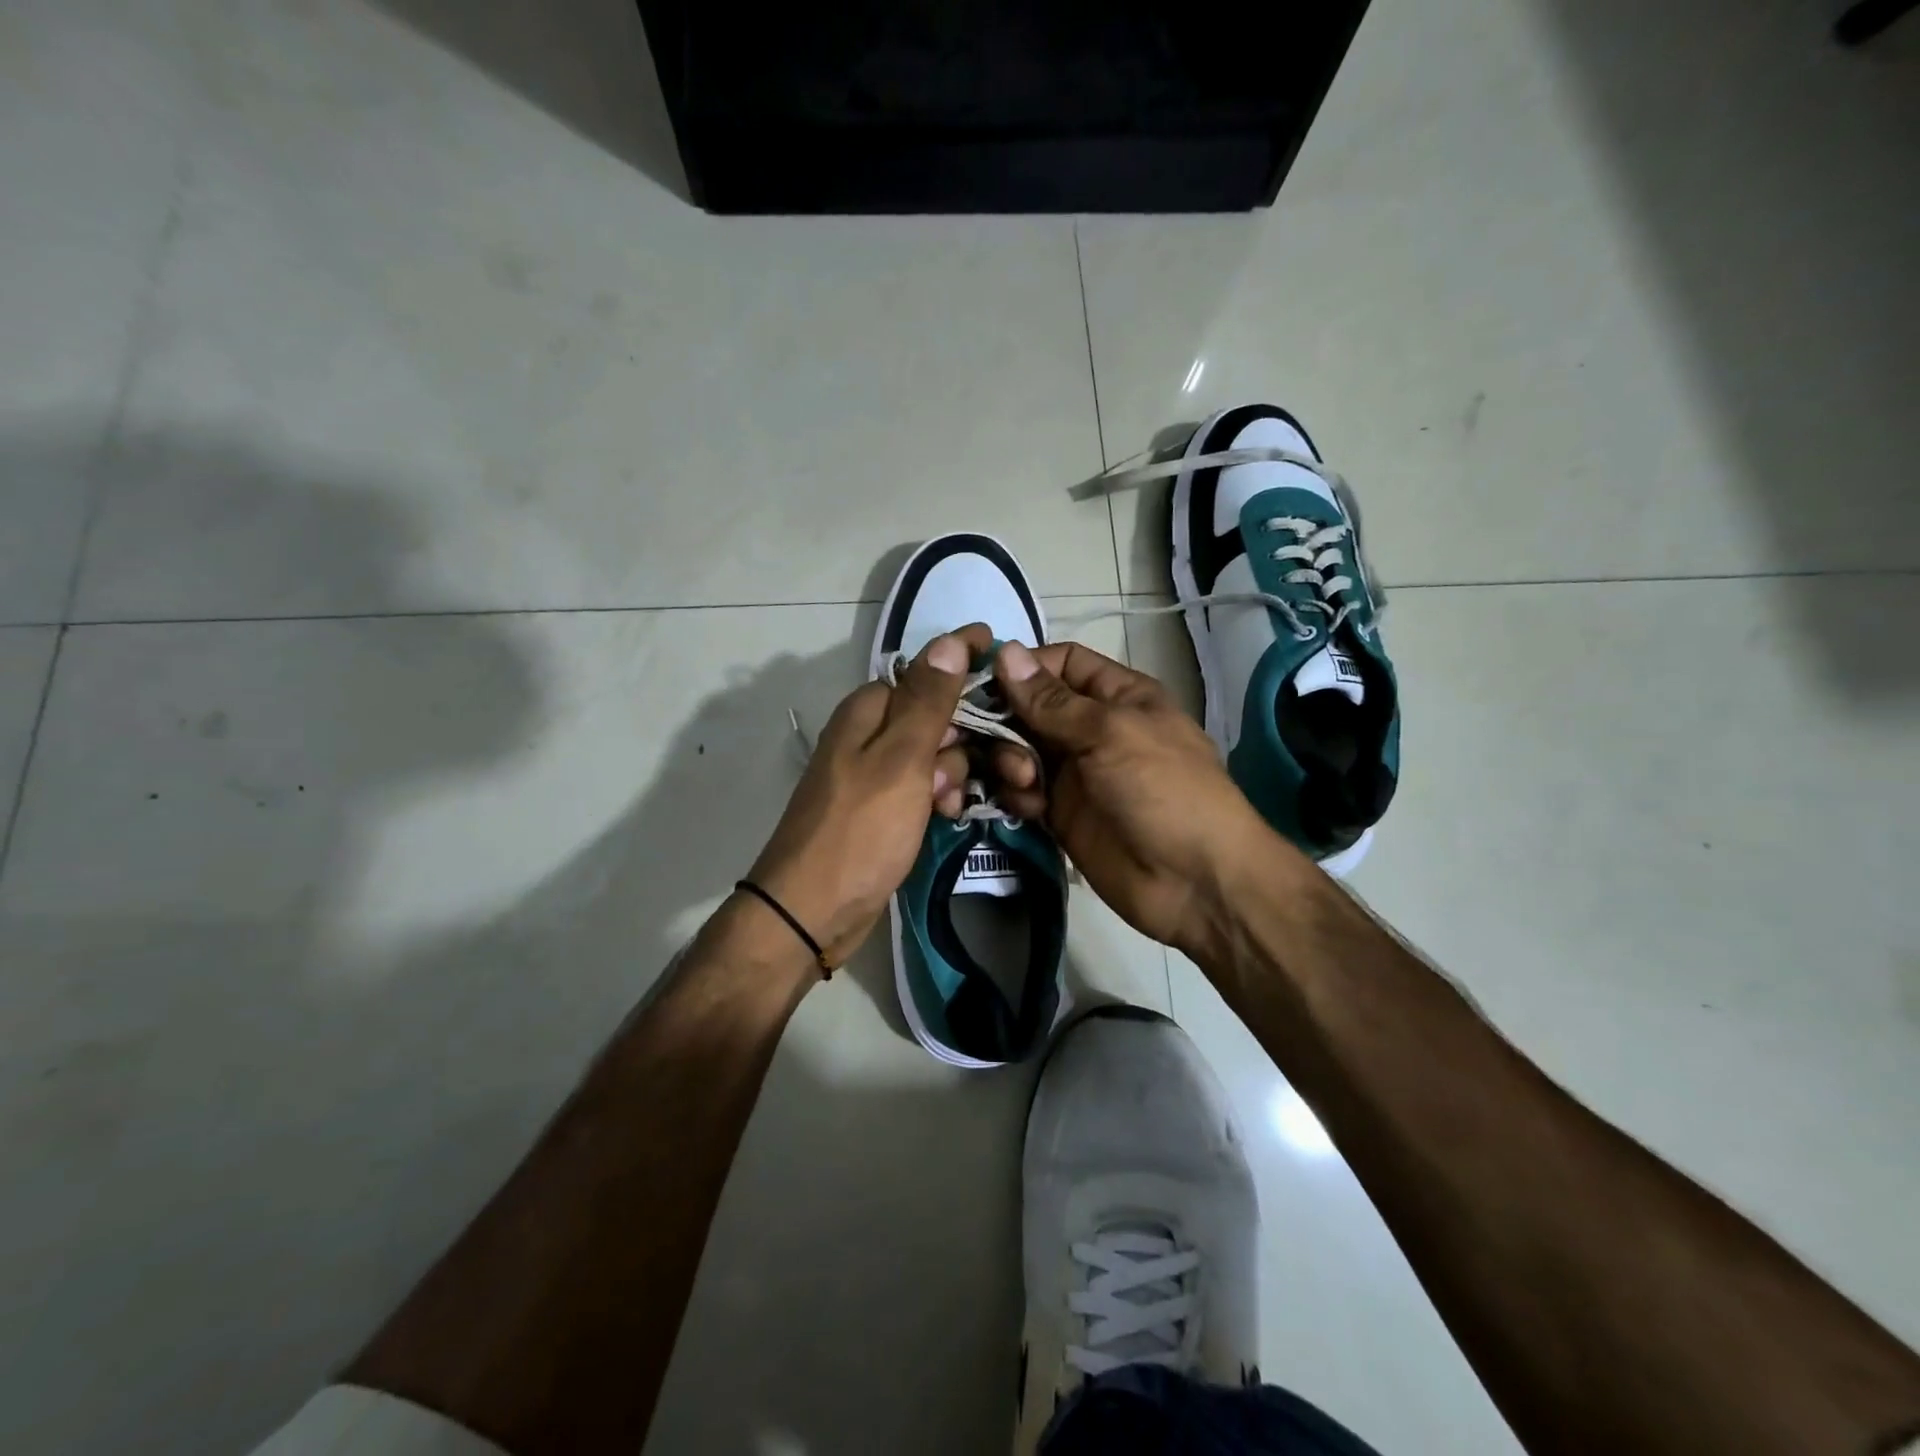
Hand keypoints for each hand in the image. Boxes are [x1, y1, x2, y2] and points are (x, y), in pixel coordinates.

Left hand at [747, 624, 990, 966]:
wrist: (813, 910)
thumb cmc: (860, 830)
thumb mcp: (900, 760)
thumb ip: (928, 701)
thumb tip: (951, 641)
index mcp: (868, 711)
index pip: (927, 672)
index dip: (966, 667)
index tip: (1007, 662)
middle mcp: (870, 735)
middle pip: (936, 716)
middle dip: (968, 736)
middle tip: (1003, 764)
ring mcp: (876, 773)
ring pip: (935, 755)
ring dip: (955, 773)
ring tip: (953, 803)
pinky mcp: (883, 808)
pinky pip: (924, 788)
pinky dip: (940, 796)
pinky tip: (948, 816)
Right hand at [987, 639, 1274, 957]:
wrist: (1194, 882)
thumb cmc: (1164, 789)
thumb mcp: (1110, 733)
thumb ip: (1052, 700)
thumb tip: (1005, 651)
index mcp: (1116, 696)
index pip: (1061, 663)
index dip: (1024, 667)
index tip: (985, 681)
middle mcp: (1090, 728)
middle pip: (1030, 707)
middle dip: (1005, 719)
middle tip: (990, 739)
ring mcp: (1074, 773)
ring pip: (1019, 750)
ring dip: (1009, 759)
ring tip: (1024, 782)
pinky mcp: (1059, 814)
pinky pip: (1022, 792)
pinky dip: (1016, 795)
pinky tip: (1029, 809)